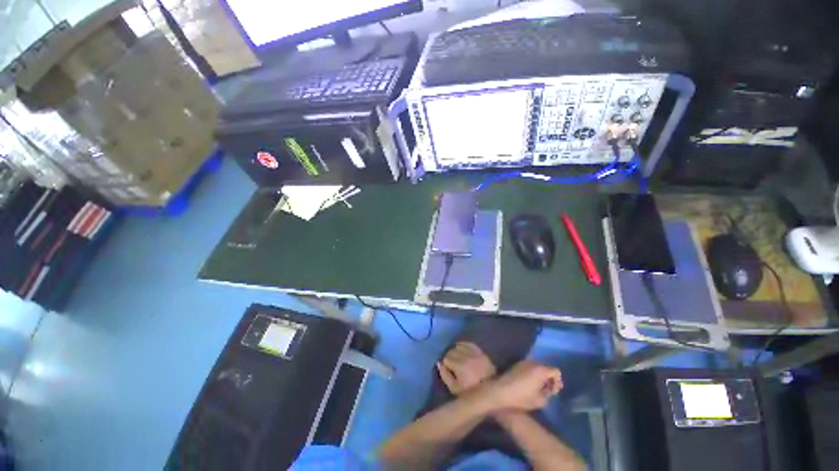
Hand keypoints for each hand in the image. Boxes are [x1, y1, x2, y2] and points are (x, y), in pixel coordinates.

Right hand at [437, 342, 496, 394]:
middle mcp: (466, 356)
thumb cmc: (471, 392)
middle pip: (451, 351)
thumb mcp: (455, 390)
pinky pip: (468, 343)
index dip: (445, 364)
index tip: (448, 370)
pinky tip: (462, 350)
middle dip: (450, 357)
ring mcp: (474, 353)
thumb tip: (439, 363)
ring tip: (457, 358)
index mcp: (459, 366)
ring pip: (459, 346)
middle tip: (452, 364)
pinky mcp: (480, 351)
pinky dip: (463, 345)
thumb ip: (445, 376)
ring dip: (456, 351)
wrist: (491, 391)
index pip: (446, 358)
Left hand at [485, 360, 562, 411]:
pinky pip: (530, 367)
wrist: (501, 390)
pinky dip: (533, 374)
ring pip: (538, 367)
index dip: (557, 382)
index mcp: (540, 370)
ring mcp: (524, 362)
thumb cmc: (521, 397)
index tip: (553, 392)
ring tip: (538, 388)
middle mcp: (533, 362)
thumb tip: (550, 389)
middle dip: (549, 379)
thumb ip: (549, 393)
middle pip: (546, 368)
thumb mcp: (540, 401)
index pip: (556, 371)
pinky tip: (529, 385)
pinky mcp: (517, 364)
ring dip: (540, 377)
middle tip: (546, 391)